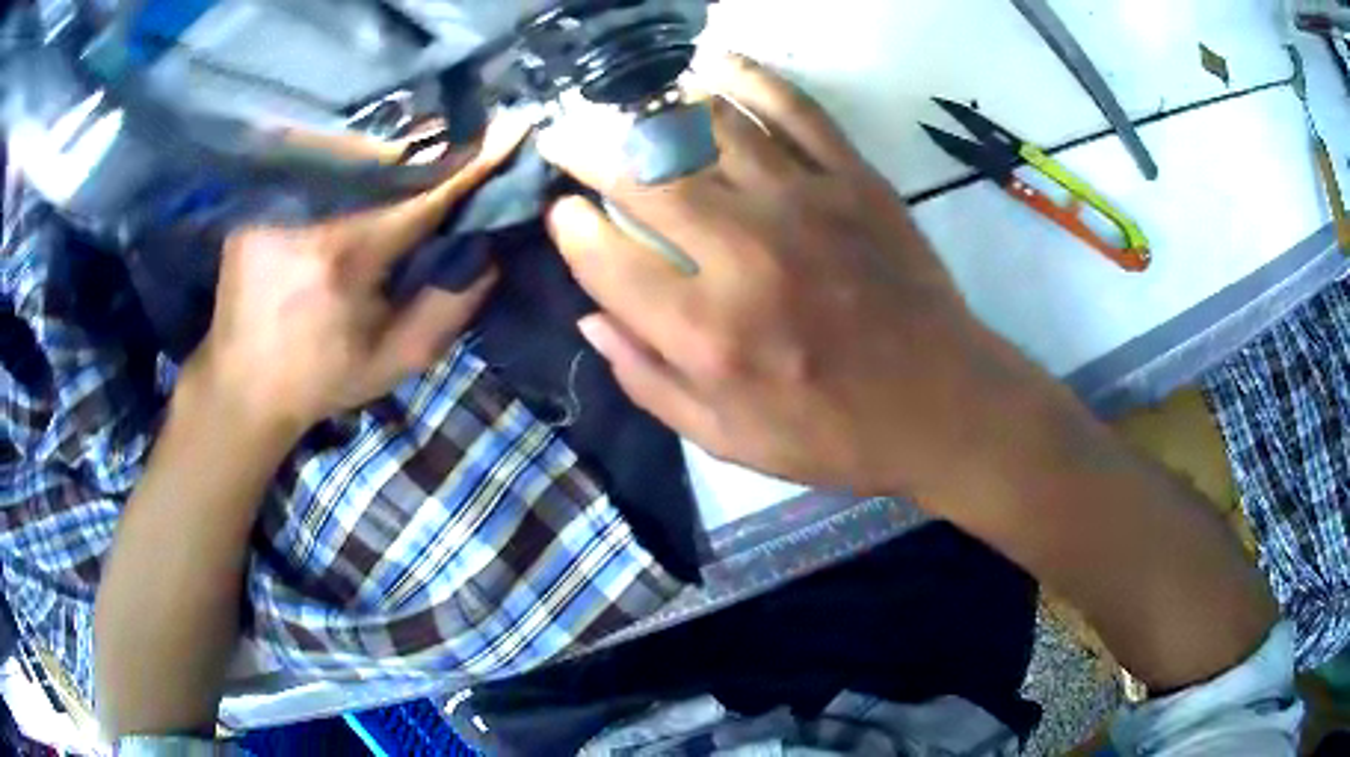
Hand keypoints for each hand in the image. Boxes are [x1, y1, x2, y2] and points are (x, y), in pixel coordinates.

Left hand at [188, 114, 531, 435]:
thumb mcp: (396, 359)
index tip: (514, 129)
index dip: (474, 161)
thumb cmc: (322, 377)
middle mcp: (311, 214)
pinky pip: (316, 157)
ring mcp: (278, 199)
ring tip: (426, 128)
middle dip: (436, 136)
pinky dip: (349, 149)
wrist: (243, 385)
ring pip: (351, 147)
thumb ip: (450, 307)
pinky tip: (368, 148)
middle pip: (388, 154)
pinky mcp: (257, 197)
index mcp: (348, 257)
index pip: (426, 193)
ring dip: (393, 138)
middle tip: (472, 124)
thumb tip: (490, 250)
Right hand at [540, 56, 1055, 496]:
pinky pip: (792, 108)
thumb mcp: (728, 439)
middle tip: (565, 134)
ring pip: (709, 126)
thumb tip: (589, 318)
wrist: (943, 404)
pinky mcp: (854, 180)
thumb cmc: (834, 434)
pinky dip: (746, 77)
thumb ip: (648, 381)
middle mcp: (746, 255)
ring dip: (654, 105)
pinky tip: (711, 65)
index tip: (562, 213)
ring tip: (626, 102)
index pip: (607, 258)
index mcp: (709, 335)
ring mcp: (805, 204)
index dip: (570, 229)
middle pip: (644, 176)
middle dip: (587, 148)